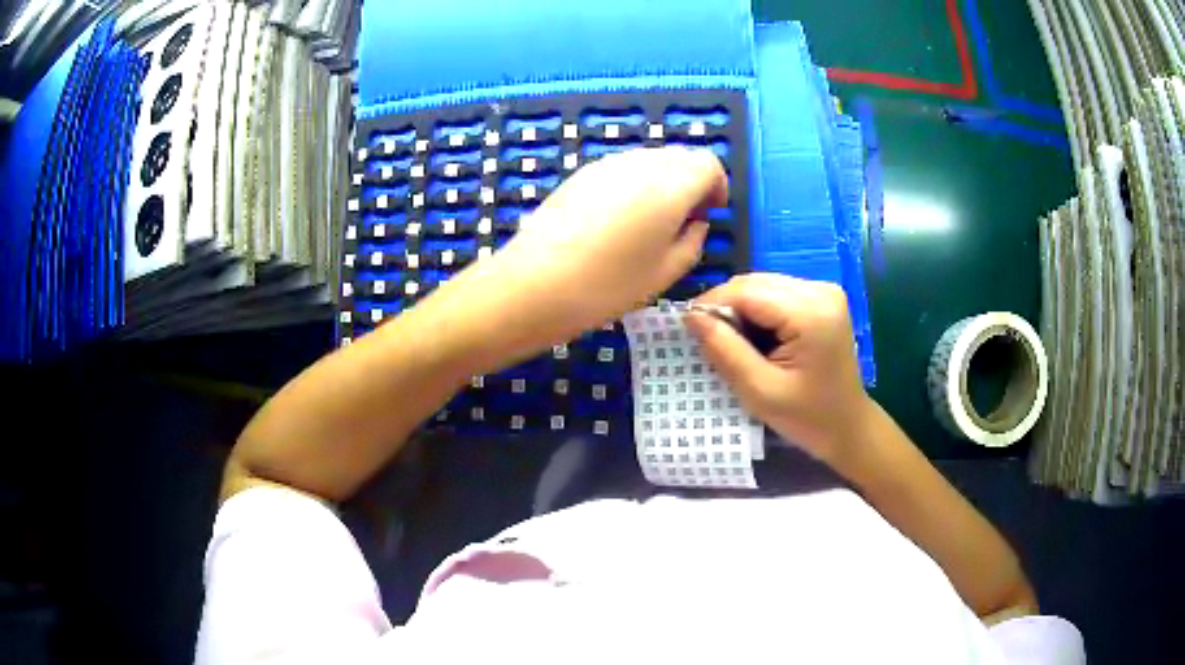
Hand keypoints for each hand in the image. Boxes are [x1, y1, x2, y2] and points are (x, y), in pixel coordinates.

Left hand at [499, 146, 727, 337]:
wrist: (534, 284)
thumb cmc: (607, 285)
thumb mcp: (666, 272)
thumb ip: (694, 240)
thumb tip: (696, 221)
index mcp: (670, 185)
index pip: (708, 163)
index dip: (717, 185)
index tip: (710, 213)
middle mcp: (641, 163)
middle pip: (680, 156)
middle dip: (691, 183)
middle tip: (684, 220)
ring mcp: (607, 164)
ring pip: (650, 160)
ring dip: (662, 182)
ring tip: (650, 223)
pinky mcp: (581, 172)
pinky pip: (623, 169)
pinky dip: (635, 184)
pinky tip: (618, 221)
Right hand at [685, 274, 871, 463]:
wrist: (847, 427)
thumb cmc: (807, 417)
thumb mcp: (759, 390)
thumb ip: (725, 350)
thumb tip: (690, 315)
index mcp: (811, 312)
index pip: (747, 291)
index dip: (712, 304)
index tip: (687, 327)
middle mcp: (820, 290)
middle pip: (755, 283)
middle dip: (727, 306)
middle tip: (709, 340)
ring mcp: (824, 291)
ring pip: (763, 285)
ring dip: (741, 309)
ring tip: (734, 343)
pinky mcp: (822, 297)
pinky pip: (776, 293)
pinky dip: (758, 311)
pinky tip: (757, 338)